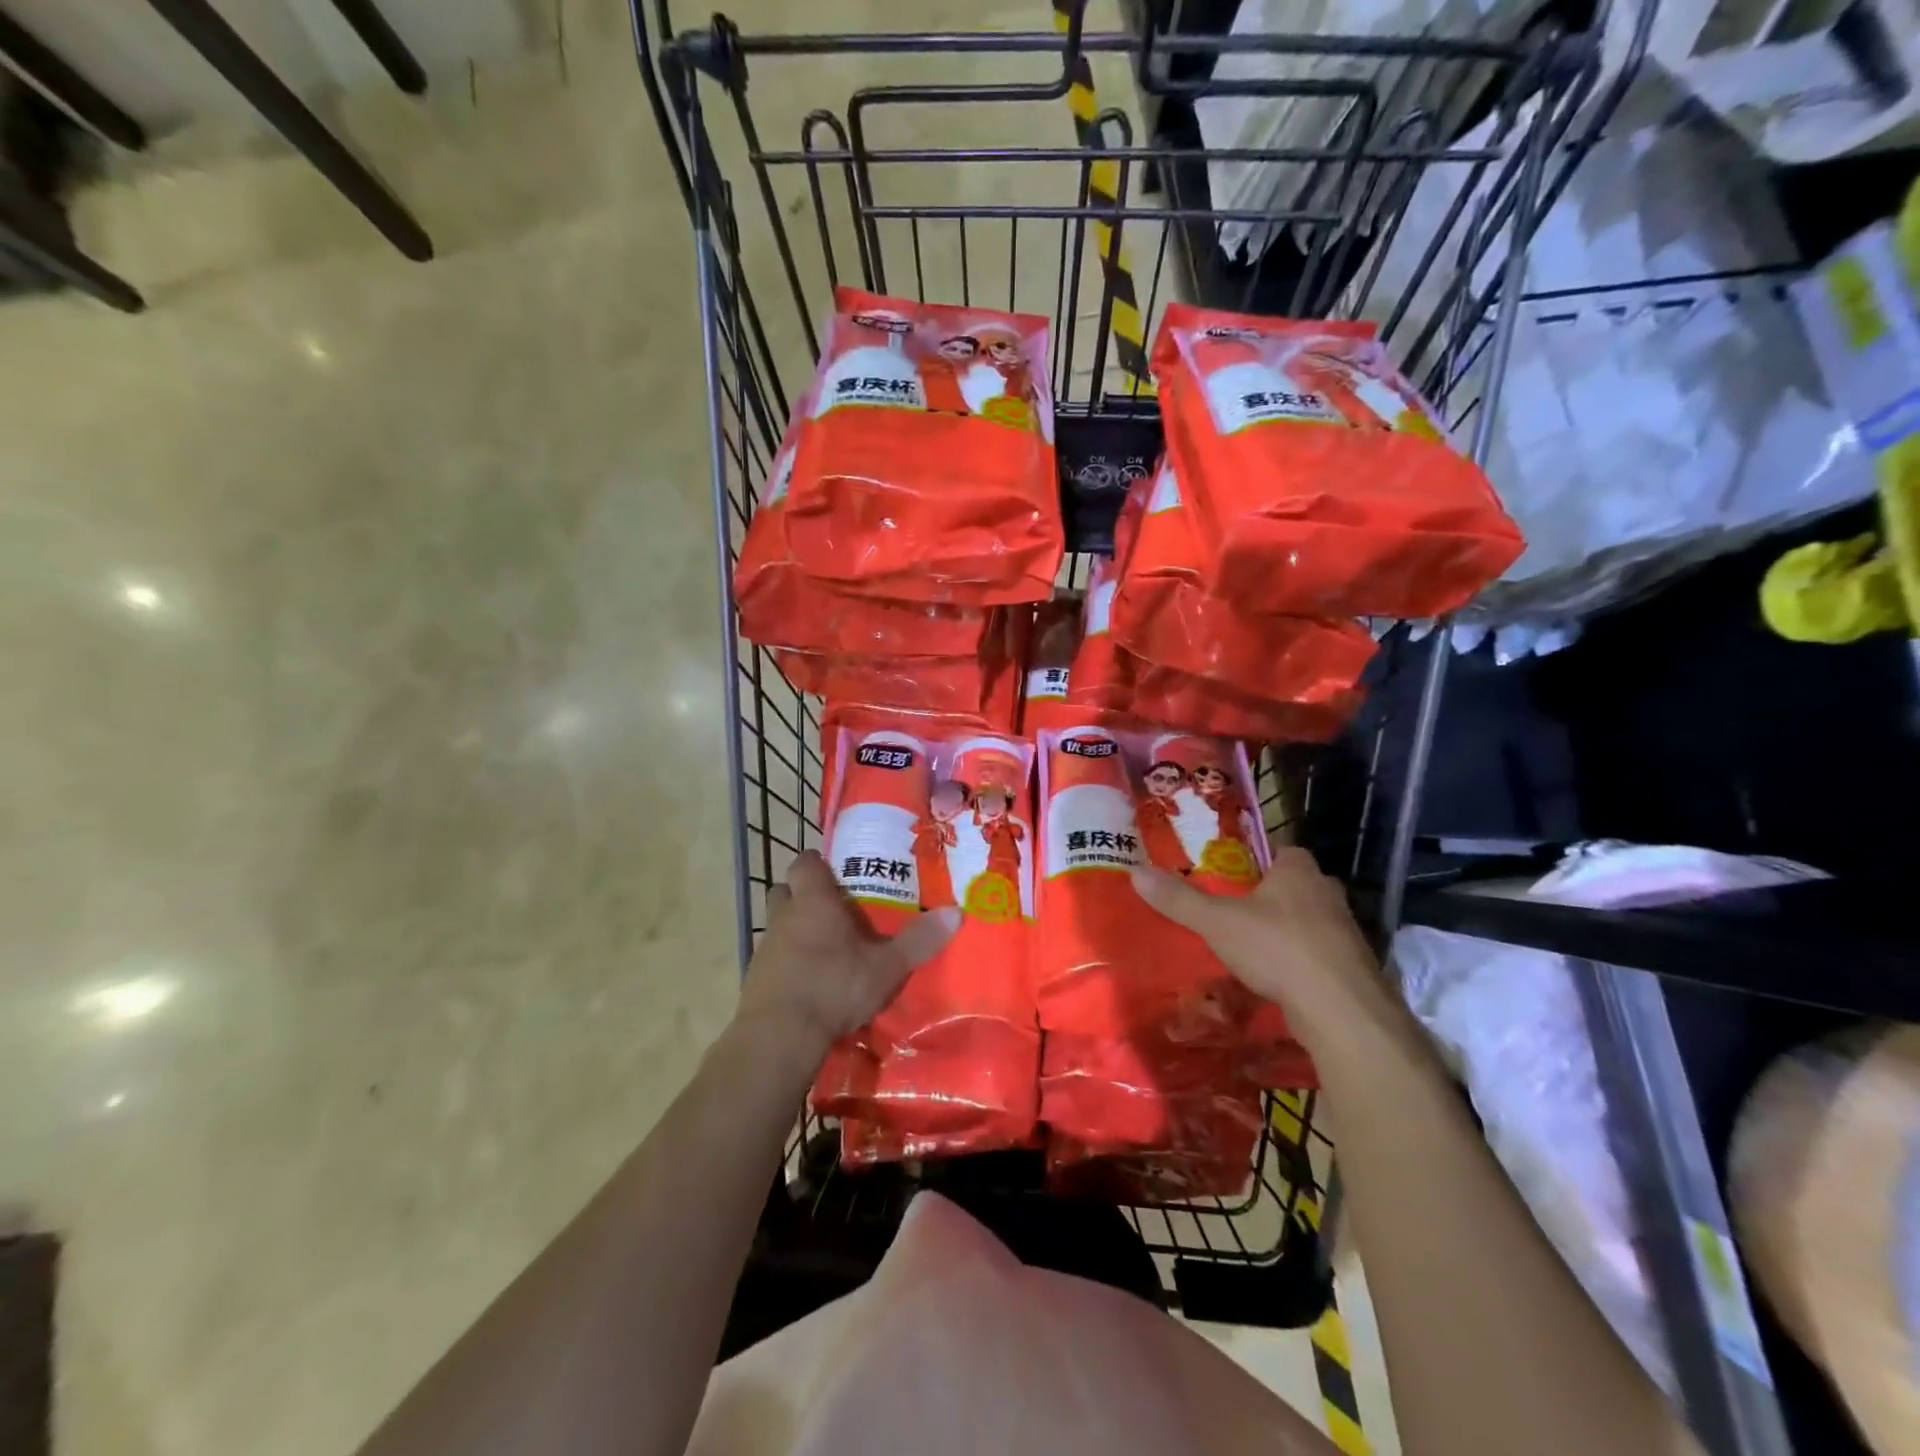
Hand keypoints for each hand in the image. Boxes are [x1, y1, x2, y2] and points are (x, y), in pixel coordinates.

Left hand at [737, 851, 960, 1053]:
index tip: (836, 871)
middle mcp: (784, 916)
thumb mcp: (886, 967)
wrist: (779, 1036)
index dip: (818, 864)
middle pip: (785, 890)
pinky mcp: (755, 978)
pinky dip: (787, 962)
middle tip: (832, 908)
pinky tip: (808, 981)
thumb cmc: (834, 987)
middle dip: (803, 894)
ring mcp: (765, 948)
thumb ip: (918, 940)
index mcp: (814, 901)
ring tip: (824, 947)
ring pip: (777, 924)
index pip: (806, 863)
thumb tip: (956, 912)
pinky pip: (772, 958)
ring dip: (795, 929)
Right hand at [1131, 847, 1394, 1033]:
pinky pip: (1318, 954)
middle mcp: (1327, 892)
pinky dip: (1298, 962)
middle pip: (1293, 885)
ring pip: (1307, 921)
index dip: (1255, 860)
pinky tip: (1275, 978)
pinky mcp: (1352, 967)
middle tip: (1232, 909)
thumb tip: (1136, 872)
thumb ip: (1179, 899)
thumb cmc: (1278, 948)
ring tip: (1248, 946)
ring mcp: (1346, 931)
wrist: (1341, 1010)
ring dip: (1284, 931)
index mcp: (1299, 869)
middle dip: (1267, 896)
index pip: (1278, 850)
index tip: (1229, 874)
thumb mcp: (1217, 921)